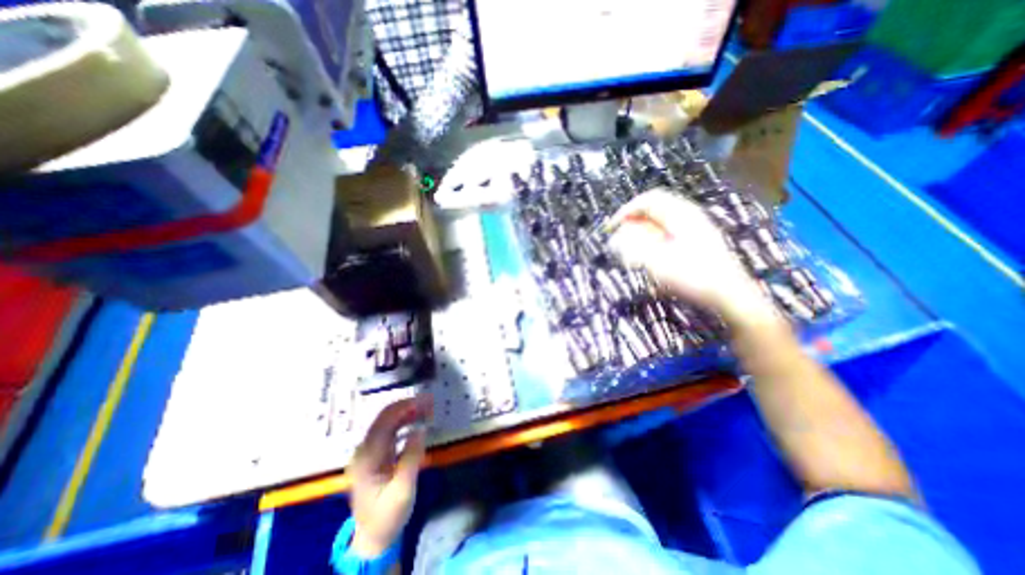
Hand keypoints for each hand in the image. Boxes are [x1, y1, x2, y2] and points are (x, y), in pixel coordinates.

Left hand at [350, 395, 433, 557]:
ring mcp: (369, 451)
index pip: (384, 422)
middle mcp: (364, 450)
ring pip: (388, 421)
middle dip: (407, 405)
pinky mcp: (376, 454)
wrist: (373, 537)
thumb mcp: (403, 490)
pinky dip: (405, 421)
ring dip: (407, 412)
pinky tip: (418, 421)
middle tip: (430, 401)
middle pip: (384, 417)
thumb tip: (421, 429)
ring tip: (427, 408)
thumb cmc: (388, 515)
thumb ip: (411, 458)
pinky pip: (390, 430)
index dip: (404, 406)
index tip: (425, 400)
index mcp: (367, 458)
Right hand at [606, 188, 768, 321]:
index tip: (611, 228)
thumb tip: (615, 238)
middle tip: (619, 241)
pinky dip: (653, 241)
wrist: (730, 296)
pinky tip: (650, 258)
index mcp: (680, 215)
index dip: (625, 211)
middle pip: (653, 210)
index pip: (647, 200)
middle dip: (633, 223)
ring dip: (642, 233)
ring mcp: (695, 228)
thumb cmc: (693, 277)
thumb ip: (633, 247)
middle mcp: (688, 216)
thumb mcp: (657, 262)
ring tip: (632, 252)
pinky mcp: (697, 241)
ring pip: (660, 222)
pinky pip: (667, 233)